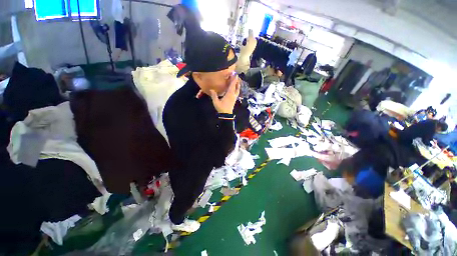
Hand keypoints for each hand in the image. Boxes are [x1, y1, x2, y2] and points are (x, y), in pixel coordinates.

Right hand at [209, 76, 240, 113]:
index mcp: (229, 94)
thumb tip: (211, 89)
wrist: (226, 115)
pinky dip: (236, 89)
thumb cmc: (221, 108)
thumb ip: (214, 95)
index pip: (232, 85)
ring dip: (237, 85)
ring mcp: (234, 98)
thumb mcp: (216, 102)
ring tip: (237, 81)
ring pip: (237, 90)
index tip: (235, 74)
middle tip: (236, 76)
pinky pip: (236, 92)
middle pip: (236, 87)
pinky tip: (235, 89)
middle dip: (236, 81)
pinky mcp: (234, 100)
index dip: (234, 79)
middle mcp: (233, 95)